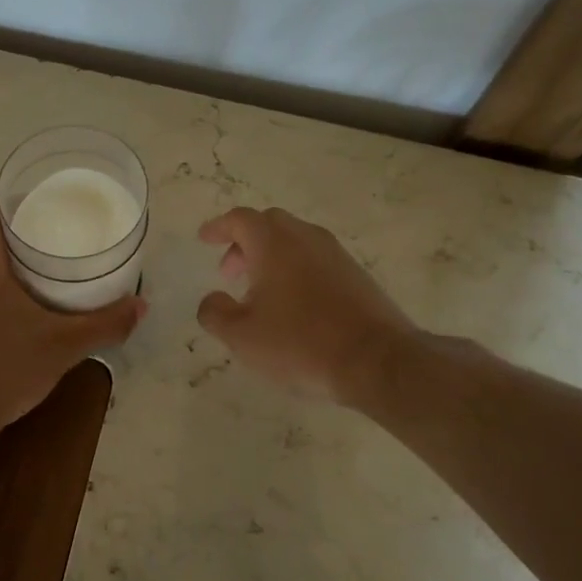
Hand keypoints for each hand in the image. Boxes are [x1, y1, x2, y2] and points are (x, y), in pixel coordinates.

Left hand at [0, 200, 145, 447]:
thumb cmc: (2, 370)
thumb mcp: (63, 346)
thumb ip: (105, 323)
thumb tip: (142, 306)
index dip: (27, 199)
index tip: (56, 204)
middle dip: (26, 235)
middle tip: (63, 241)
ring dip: (9, 265)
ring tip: (46, 274)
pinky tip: (17, 309)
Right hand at [197, 206, 416, 404]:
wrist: (376, 360)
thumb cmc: (299, 343)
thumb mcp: (242, 336)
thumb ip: (215, 313)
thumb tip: (211, 299)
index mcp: (274, 243)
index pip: (240, 220)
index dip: (218, 227)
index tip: (204, 238)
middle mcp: (305, 238)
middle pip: (269, 224)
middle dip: (244, 242)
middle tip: (230, 271)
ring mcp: (335, 254)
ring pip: (295, 241)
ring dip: (271, 257)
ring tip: (259, 293)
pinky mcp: (356, 274)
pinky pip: (315, 259)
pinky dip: (295, 269)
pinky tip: (292, 304)